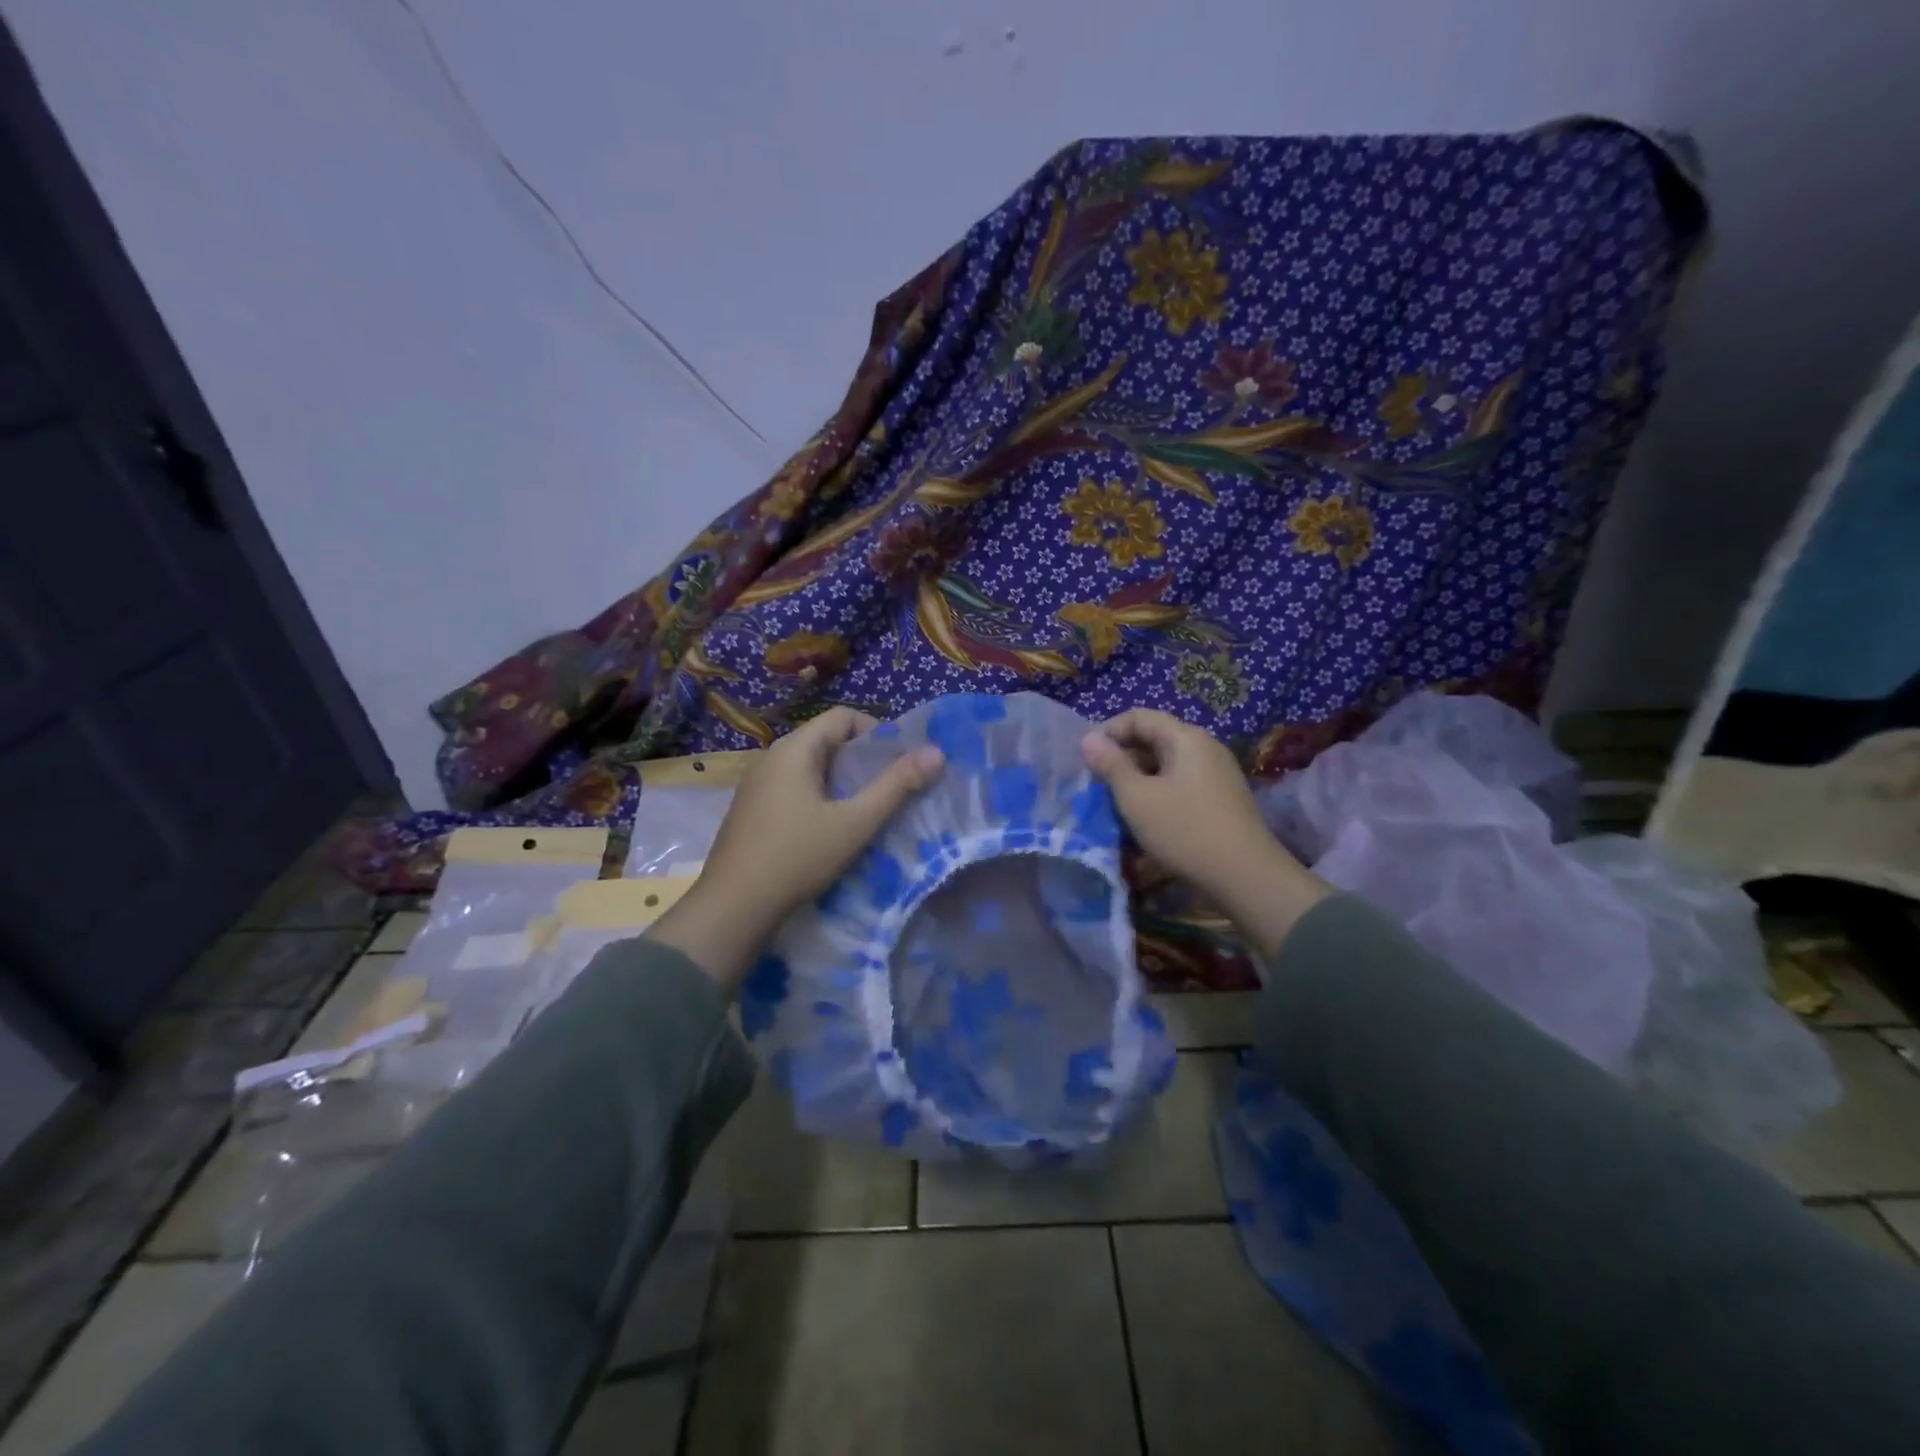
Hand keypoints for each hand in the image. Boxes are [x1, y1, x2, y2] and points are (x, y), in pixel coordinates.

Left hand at [650, 708, 944, 989]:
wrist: (732, 908)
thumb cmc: (797, 858)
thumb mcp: (855, 823)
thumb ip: (896, 786)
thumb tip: (936, 752)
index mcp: (793, 750)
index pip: (842, 716)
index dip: (876, 731)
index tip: (898, 763)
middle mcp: (770, 758)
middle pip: (826, 740)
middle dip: (862, 760)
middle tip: (889, 789)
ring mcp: (756, 785)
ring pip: (810, 767)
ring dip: (841, 782)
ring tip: (865, 811)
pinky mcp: (751, 810)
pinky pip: (793, 788)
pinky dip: (818, 797)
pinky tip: (830, 830)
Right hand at [1081, 708, 1327, 958]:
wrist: (1245, 876)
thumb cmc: (1184, 830)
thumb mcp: (1137, 798)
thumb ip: (1110, 765)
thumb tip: (1088, 739)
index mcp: (1185, 738)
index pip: (1138, 717)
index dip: (1107, 732)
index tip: (1086, 759)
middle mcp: (1205, 747)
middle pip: (1154, 738)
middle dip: (1121, 757)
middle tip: (1097, 784)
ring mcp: (1216, 773)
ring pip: (1166, 763)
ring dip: (1137, 777)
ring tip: (1116, 803)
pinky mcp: (1221, 798)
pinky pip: (1180, 782)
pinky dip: (1157, 792)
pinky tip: (1145, 817)